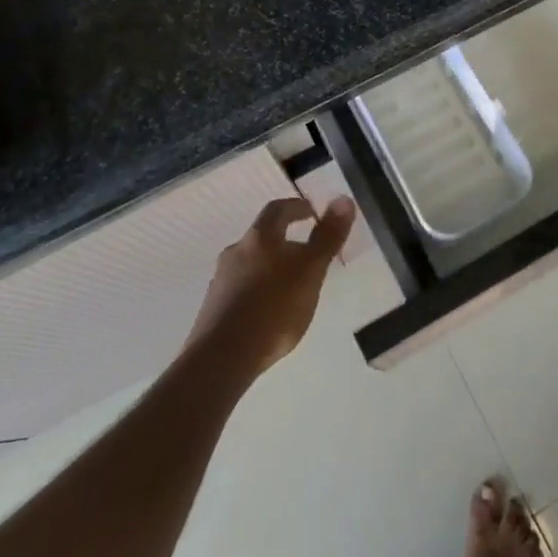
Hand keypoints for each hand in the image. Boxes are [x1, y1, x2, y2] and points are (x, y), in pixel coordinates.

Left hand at [186, 196, 355, 378]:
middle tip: (307, 255)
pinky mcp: (214, 308)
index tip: (314, 213)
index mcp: (259, 237)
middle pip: (262, 237)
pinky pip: (241, 289)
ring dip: (271, 268)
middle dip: (285, 241)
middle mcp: (236, 251)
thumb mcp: (310, 270)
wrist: (222, 357)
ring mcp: (221, 280)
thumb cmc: (274, 307)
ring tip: (292, 287)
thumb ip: (327, 237)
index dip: (297, 207)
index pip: (278, 209)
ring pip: (251, 264)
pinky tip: (270, 312)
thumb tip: (343, 199)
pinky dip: (258, 291)